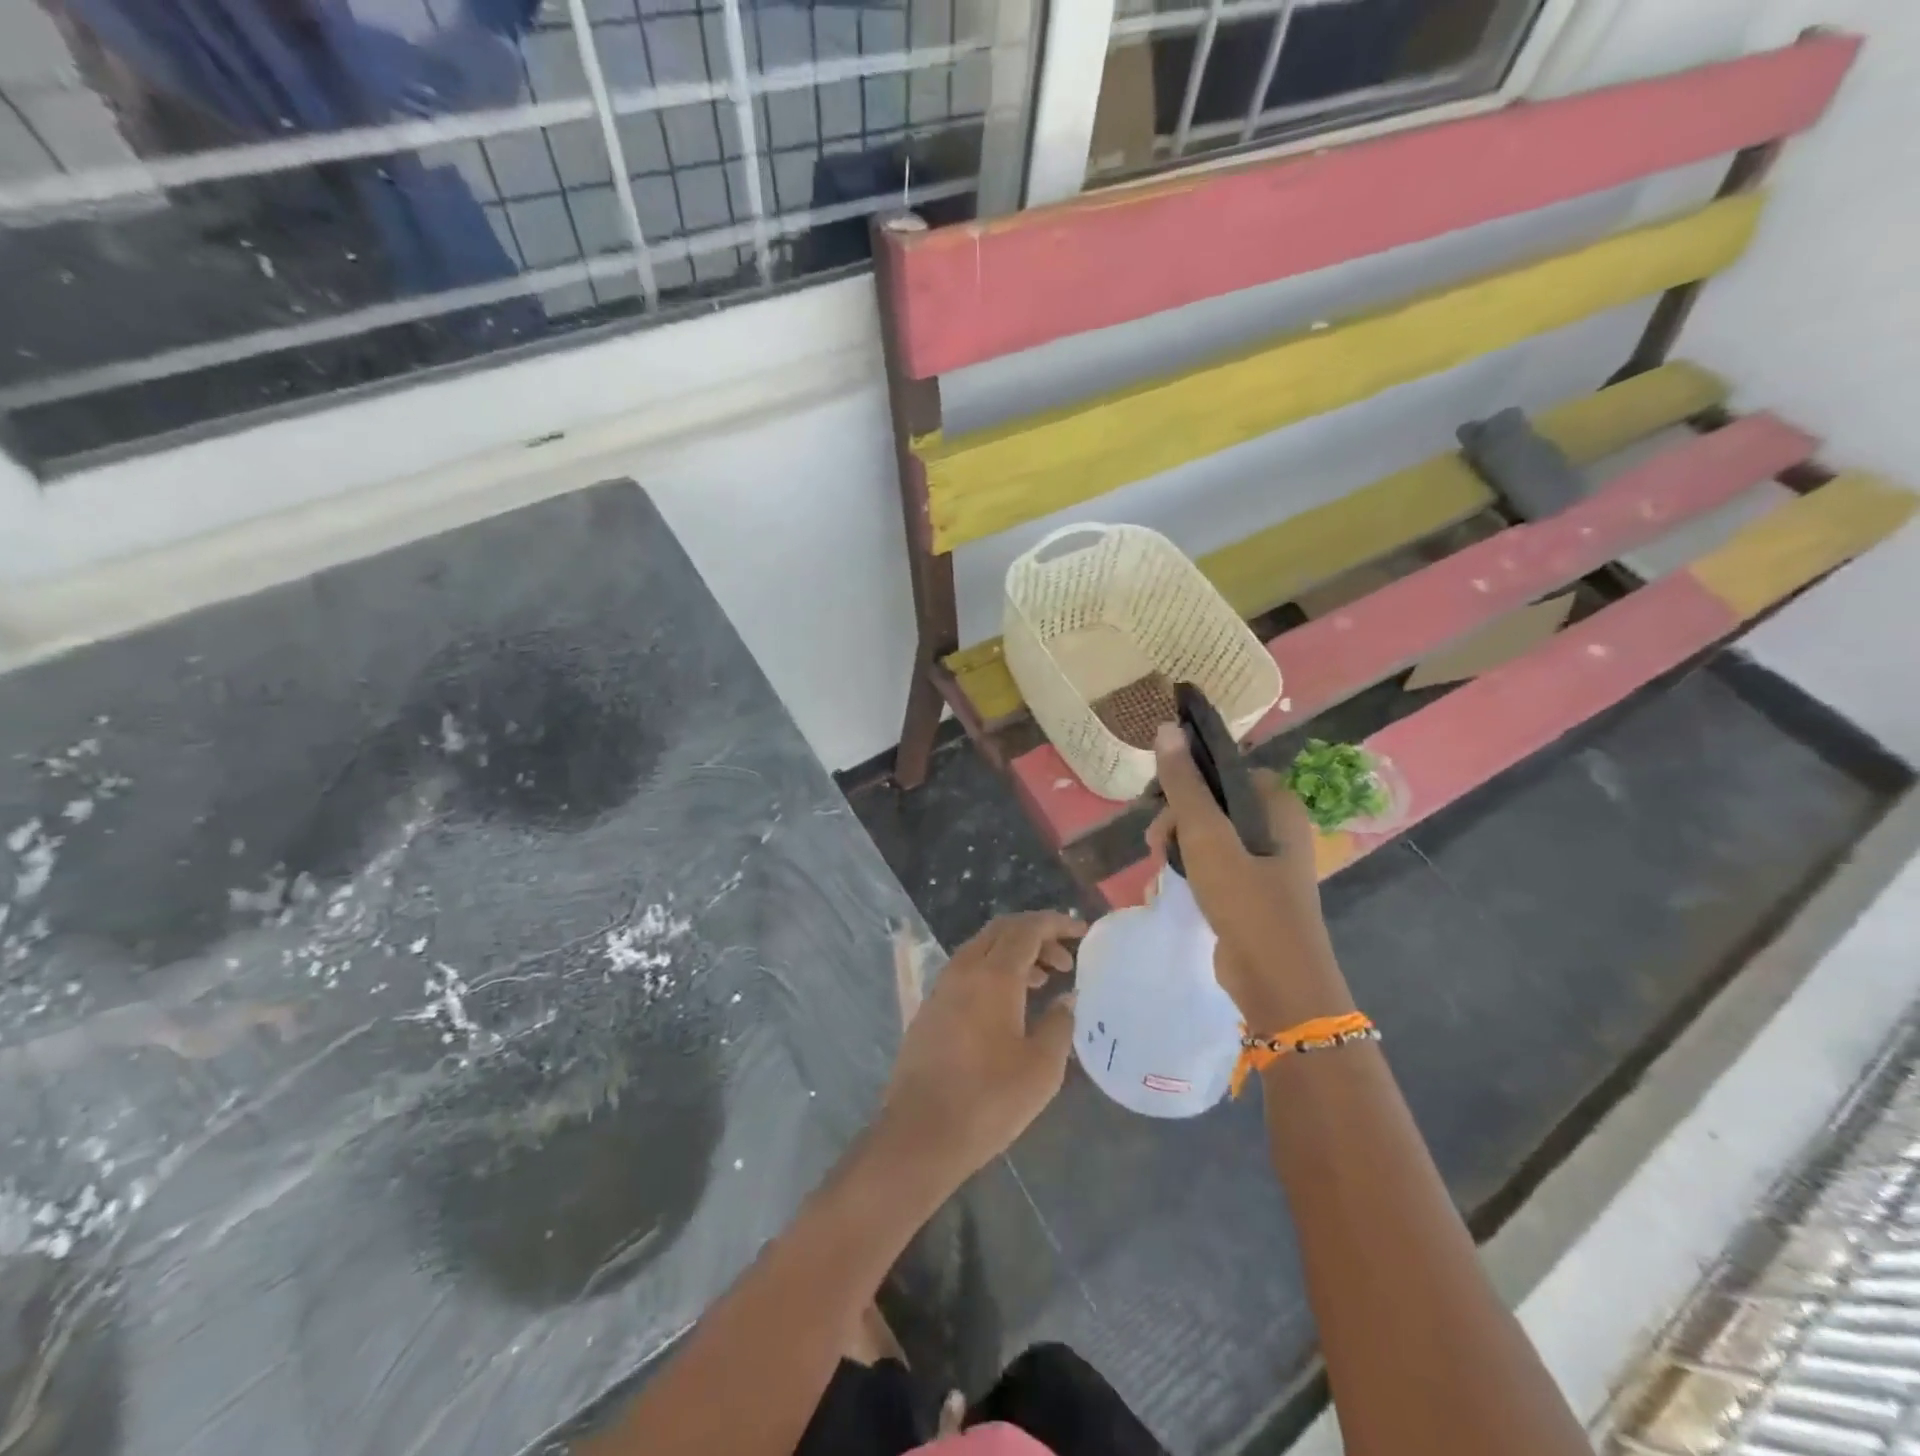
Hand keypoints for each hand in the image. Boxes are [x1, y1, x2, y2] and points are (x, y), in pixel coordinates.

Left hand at [878, 911, 1084, 1184]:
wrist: (921, 1133)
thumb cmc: (989, 1100)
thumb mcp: (1041, 1068)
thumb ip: (1059, 1024)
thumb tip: (1067, 999)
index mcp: (993, 975)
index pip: (1027, 929)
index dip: (1056, 923)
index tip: (1082, 932)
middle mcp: (964, 969)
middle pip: (1002, 930)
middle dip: (1037, 934)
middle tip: (1065, 959)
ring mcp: (942, 986)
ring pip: (983, 948)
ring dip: (1015, 953)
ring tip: (1044, 980)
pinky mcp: (931, 1007)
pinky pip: (968, 969)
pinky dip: (994, 970)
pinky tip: (1009, 1003)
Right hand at [1147, 724, 1346, 1030]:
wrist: (1277, 983)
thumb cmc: (1246, 900)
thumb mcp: (1207, 836)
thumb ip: (1183, 784)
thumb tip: (1165, 728)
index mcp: (1278, 805)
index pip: (1224, 770)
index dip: (1188, 780)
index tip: (1158, 802)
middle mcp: (1277, 827)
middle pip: (1213, 802)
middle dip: (1177, 820)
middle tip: (1156, 843)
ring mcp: (1267, 862)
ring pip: (1210, 835)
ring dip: (1178, 847)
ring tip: (1160, 870)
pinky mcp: (1255, 892)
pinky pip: (1215, 865)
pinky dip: (1191, 871)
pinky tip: (1169, 888)